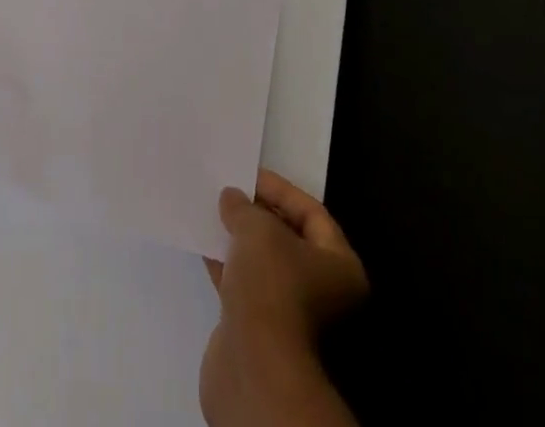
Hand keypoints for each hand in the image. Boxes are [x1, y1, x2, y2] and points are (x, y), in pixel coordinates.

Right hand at [200, 169, 367, 426]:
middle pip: (288, 238)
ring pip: (264, 262)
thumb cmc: (271, 288)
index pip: (311, 213)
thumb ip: (244, 207)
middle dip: (257, 213)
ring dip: (239, 237)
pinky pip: (245, 284)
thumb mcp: (257, 230)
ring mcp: (290, 313)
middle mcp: (322, 291)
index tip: (247, 174)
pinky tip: (205, 243)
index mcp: (339, 266)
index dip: (279, 189)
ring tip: (213, 210)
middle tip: (229, 190)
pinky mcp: (260, 330)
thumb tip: (232, 198)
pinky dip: (227, 263)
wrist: (254, 369)